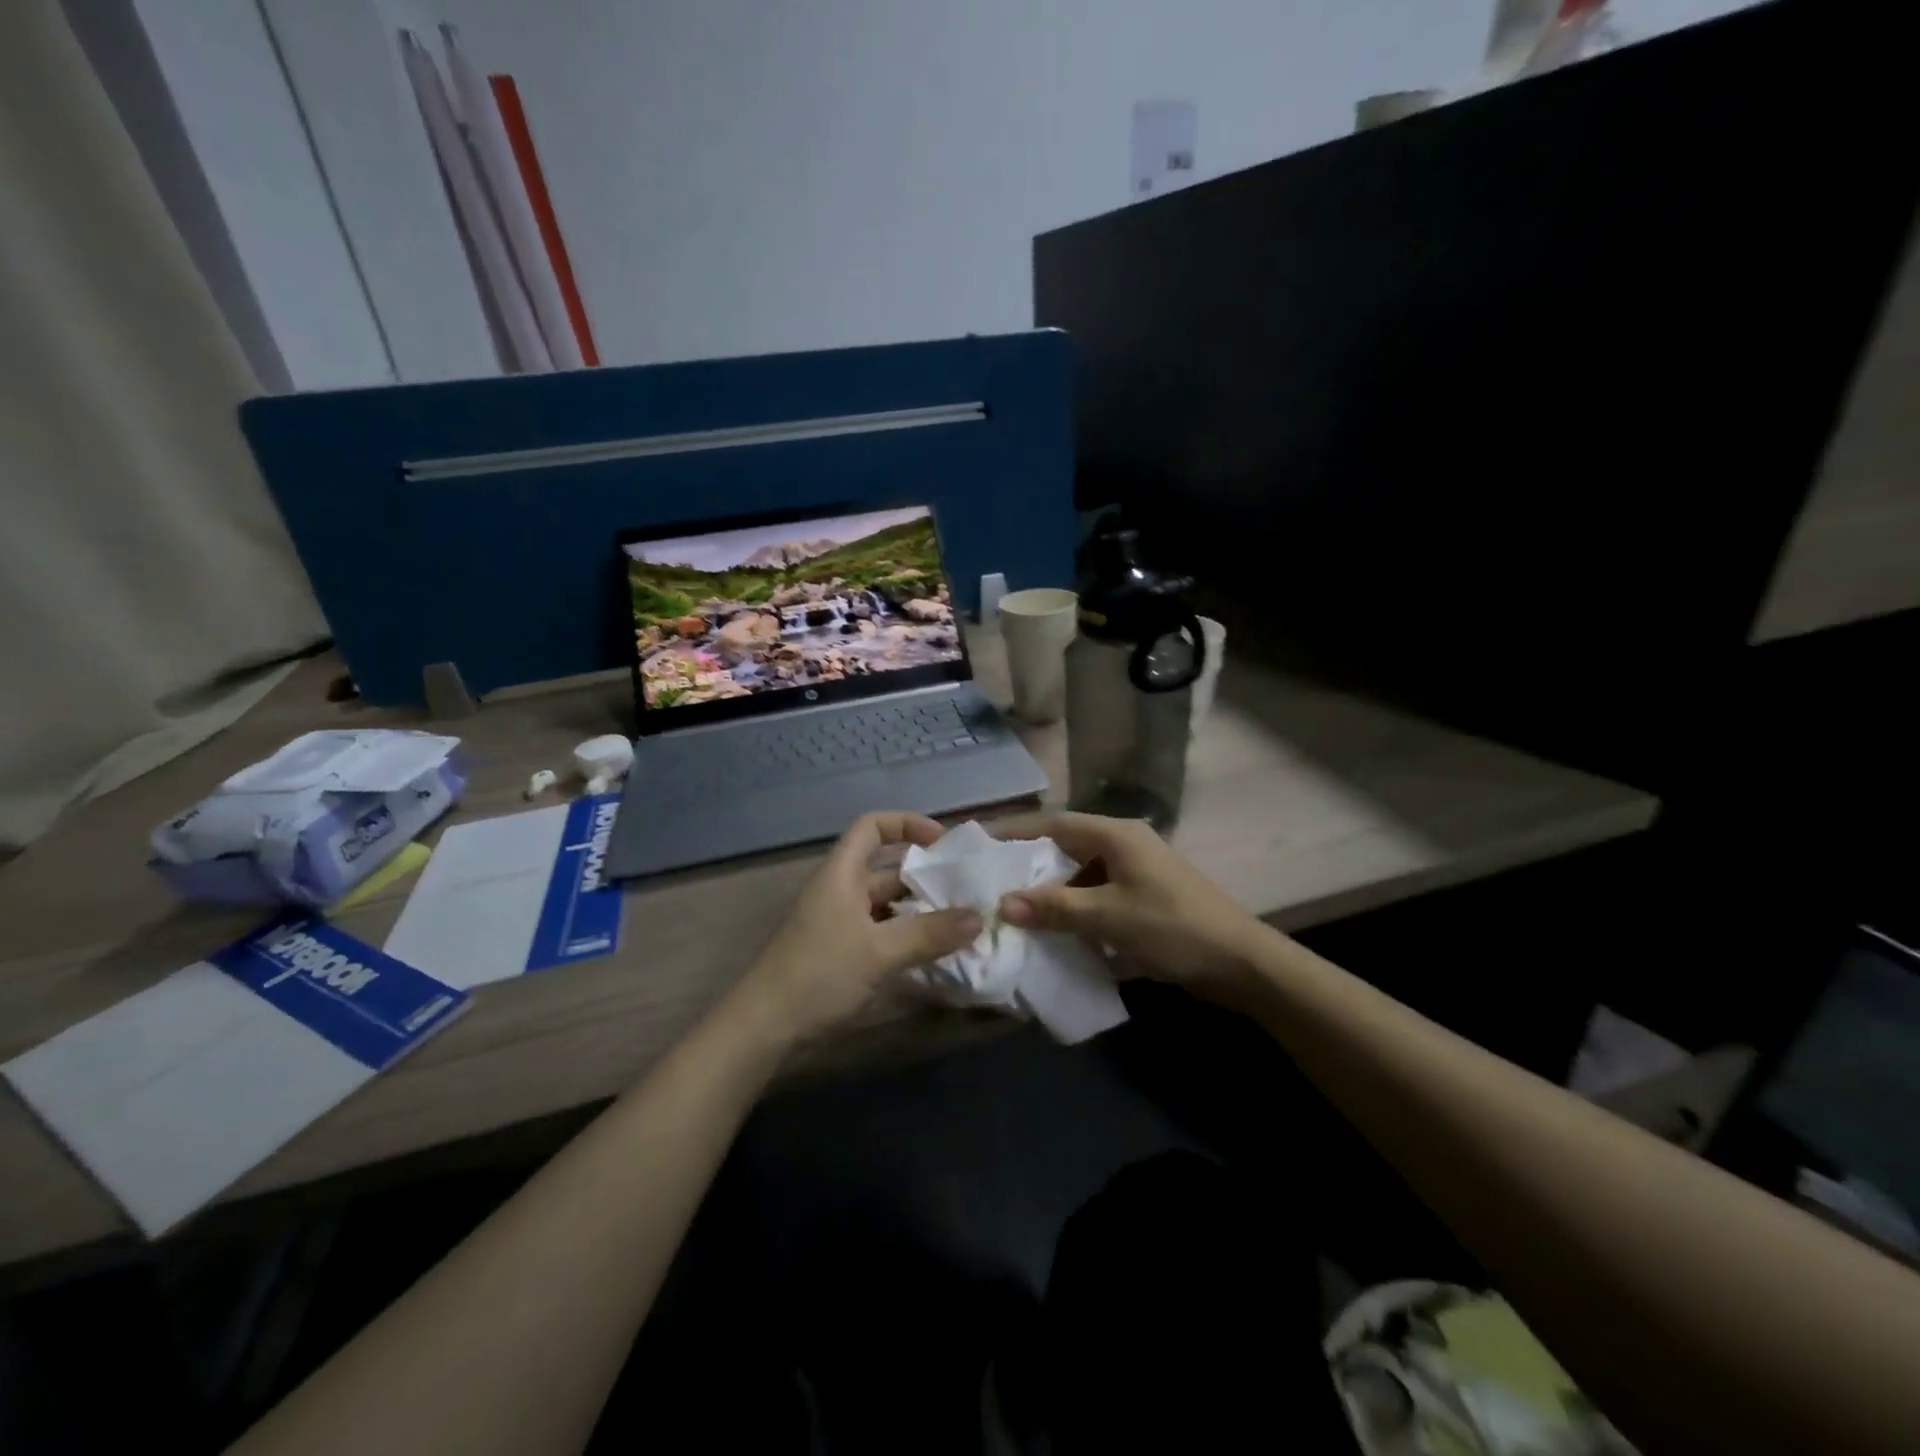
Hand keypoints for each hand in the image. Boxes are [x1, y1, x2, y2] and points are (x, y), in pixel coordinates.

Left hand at [737, 812, 982, 1042]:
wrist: (764, 1026)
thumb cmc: (819, 974)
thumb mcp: (879, 952)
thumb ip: (929, 934)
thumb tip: (978, 917)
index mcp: (842, 873)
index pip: (872, 827)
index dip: (907, 824)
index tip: (943, 844)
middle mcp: (841, 889)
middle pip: (887, 869)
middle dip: (926, 877)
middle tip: (966, 891)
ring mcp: (839, 921)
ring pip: (887, 904)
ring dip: (920, 910)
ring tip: (960, 923)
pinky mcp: (840, 950)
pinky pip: (881, 930)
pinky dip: (906, 935)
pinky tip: (932, 952)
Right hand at [997, 813, 1269, 1008]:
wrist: (1241, 963)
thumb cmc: (1173, 929)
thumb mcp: (1108, 917)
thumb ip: (1055, 907)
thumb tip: (1004, 903)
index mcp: (1115, 835)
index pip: (1053, 823)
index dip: (1014, 832)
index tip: (978, 842)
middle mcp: (1123, 844)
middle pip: (1064, 846)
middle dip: (1028, 864)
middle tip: (988, 881)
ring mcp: (1135, 871)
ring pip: (1079, 872)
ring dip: (1050, 890)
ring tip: (1013, 908)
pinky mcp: (1142, 897)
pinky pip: (1096, 894)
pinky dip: (1073, 908)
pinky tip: (1054, 929)